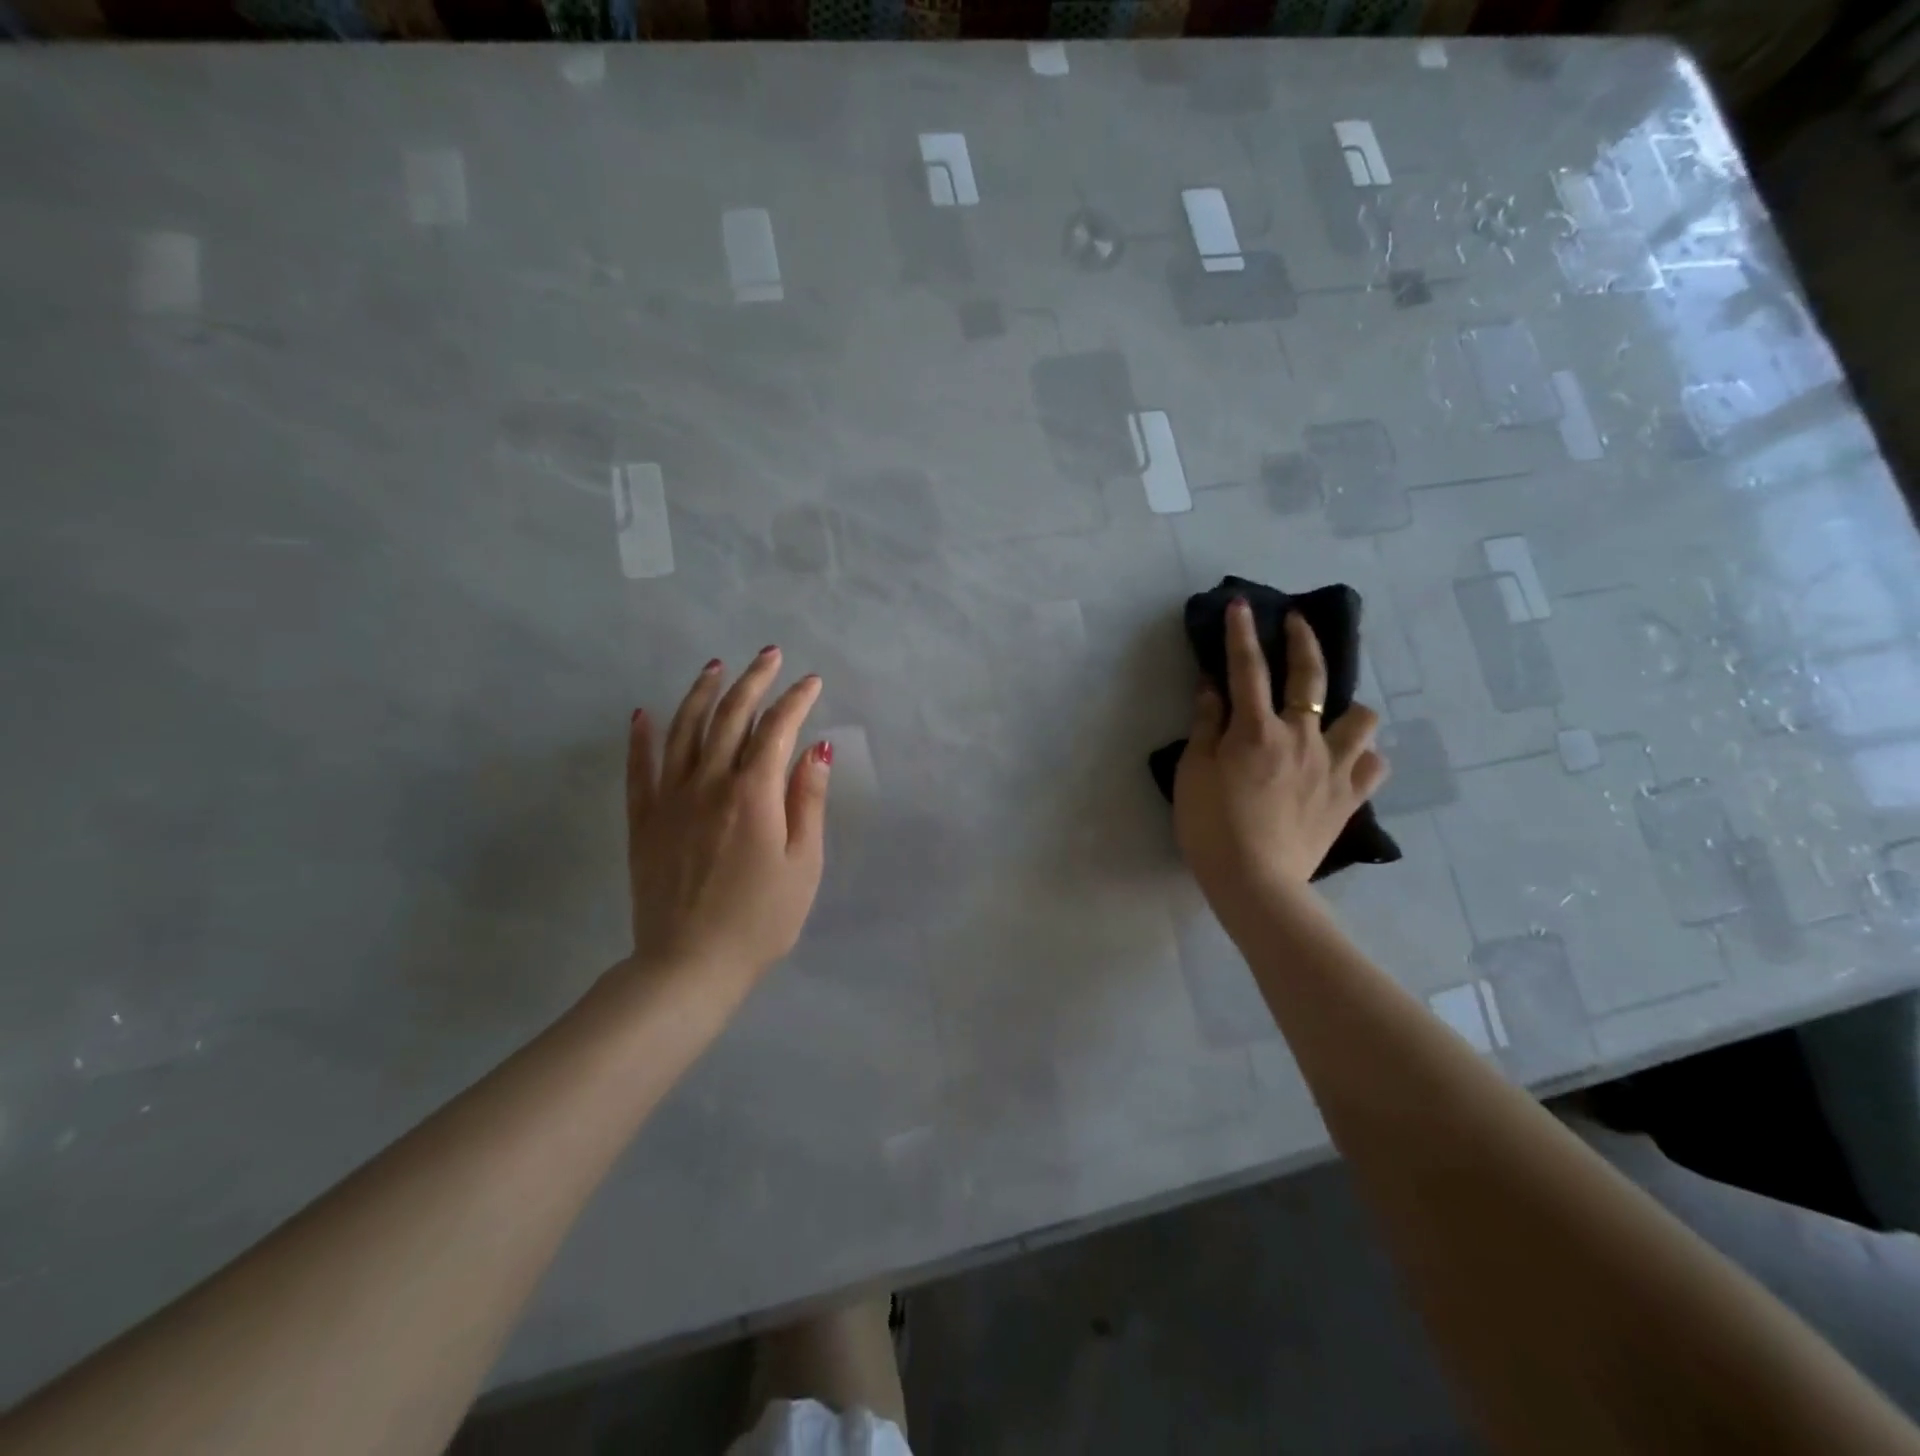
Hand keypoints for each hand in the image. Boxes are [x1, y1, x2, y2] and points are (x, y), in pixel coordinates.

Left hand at [623, 648, 831, 987]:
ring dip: (701, 693)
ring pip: (683, 730)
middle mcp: (709, 783)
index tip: (811, 682)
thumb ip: (808, 802)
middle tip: (769, 654)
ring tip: (715, 666)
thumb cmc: (760, 920)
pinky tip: (642, 713)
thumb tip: (818, 749)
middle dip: (753, 681)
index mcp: (753, 794)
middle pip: (730, 717)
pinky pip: (639, 769)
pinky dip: (641, 737)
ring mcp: (670, 799)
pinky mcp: (643, 820)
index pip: (776, 729)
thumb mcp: (803, 864)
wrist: (688, 965)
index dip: (796, 700)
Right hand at [1173, 600, 1388, 912]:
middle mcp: (1302, 737)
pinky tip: (1350, 759)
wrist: (1255, 881)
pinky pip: (1374, 764)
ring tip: (1334, 713)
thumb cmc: (1211, 826)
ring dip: (1348, 707)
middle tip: (1298, 623)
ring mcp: (1333, 766)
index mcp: (1257, 730)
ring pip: (1361, 717)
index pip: (1248, 668)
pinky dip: (1364, 755)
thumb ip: (1205, 725)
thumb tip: (1213, 687)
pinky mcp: (1350, 796)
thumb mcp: (1193, 772)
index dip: (1242, 633)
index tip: (1242, 605)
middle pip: (1312, 676)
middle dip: (1303, 642)